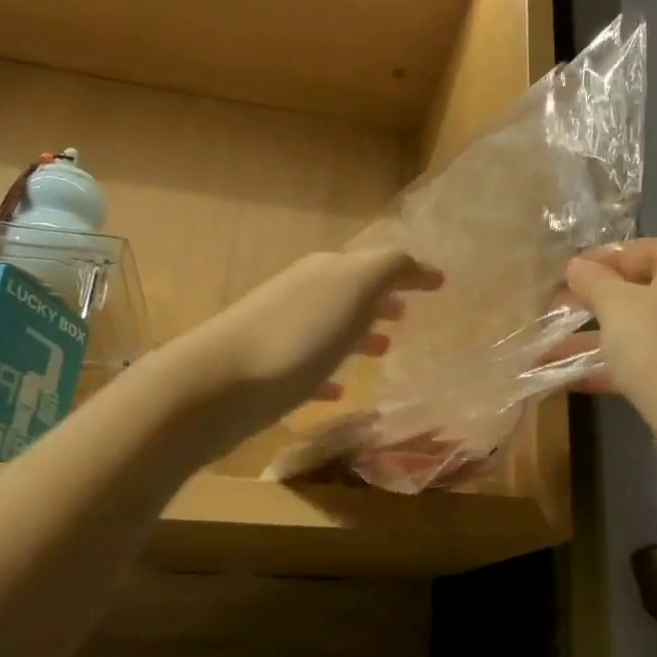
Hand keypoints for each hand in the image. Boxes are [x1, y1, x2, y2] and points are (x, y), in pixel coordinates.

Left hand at [178, 247, 441, 444]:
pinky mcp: (267, 372)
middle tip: (407, 317)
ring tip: (384, 352)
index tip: (439, 285)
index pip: (377, 263)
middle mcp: (303, 294)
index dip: (409, 273)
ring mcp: (281, 332)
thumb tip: (416, 264)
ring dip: (357, 335)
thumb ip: (389, 269)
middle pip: (350, 292)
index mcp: (327, 271)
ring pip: (330, 328)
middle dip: (380, 301)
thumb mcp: (354, 288)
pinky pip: (309, 368)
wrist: (217, 385)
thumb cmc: (297, 335)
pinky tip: (340, 393)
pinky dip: (329, 374)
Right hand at [560, 239, 656, 415]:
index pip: (638, 251)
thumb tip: (576, 266)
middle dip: (596, 306)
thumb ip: (592, 280)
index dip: (595, 265)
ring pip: (649, 325)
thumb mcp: (614, 305)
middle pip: (645, 289)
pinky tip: (577, 379)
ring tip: (552, 351)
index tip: (562, 279)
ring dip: (602, 338)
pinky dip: (625, 361)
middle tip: (558, 312)